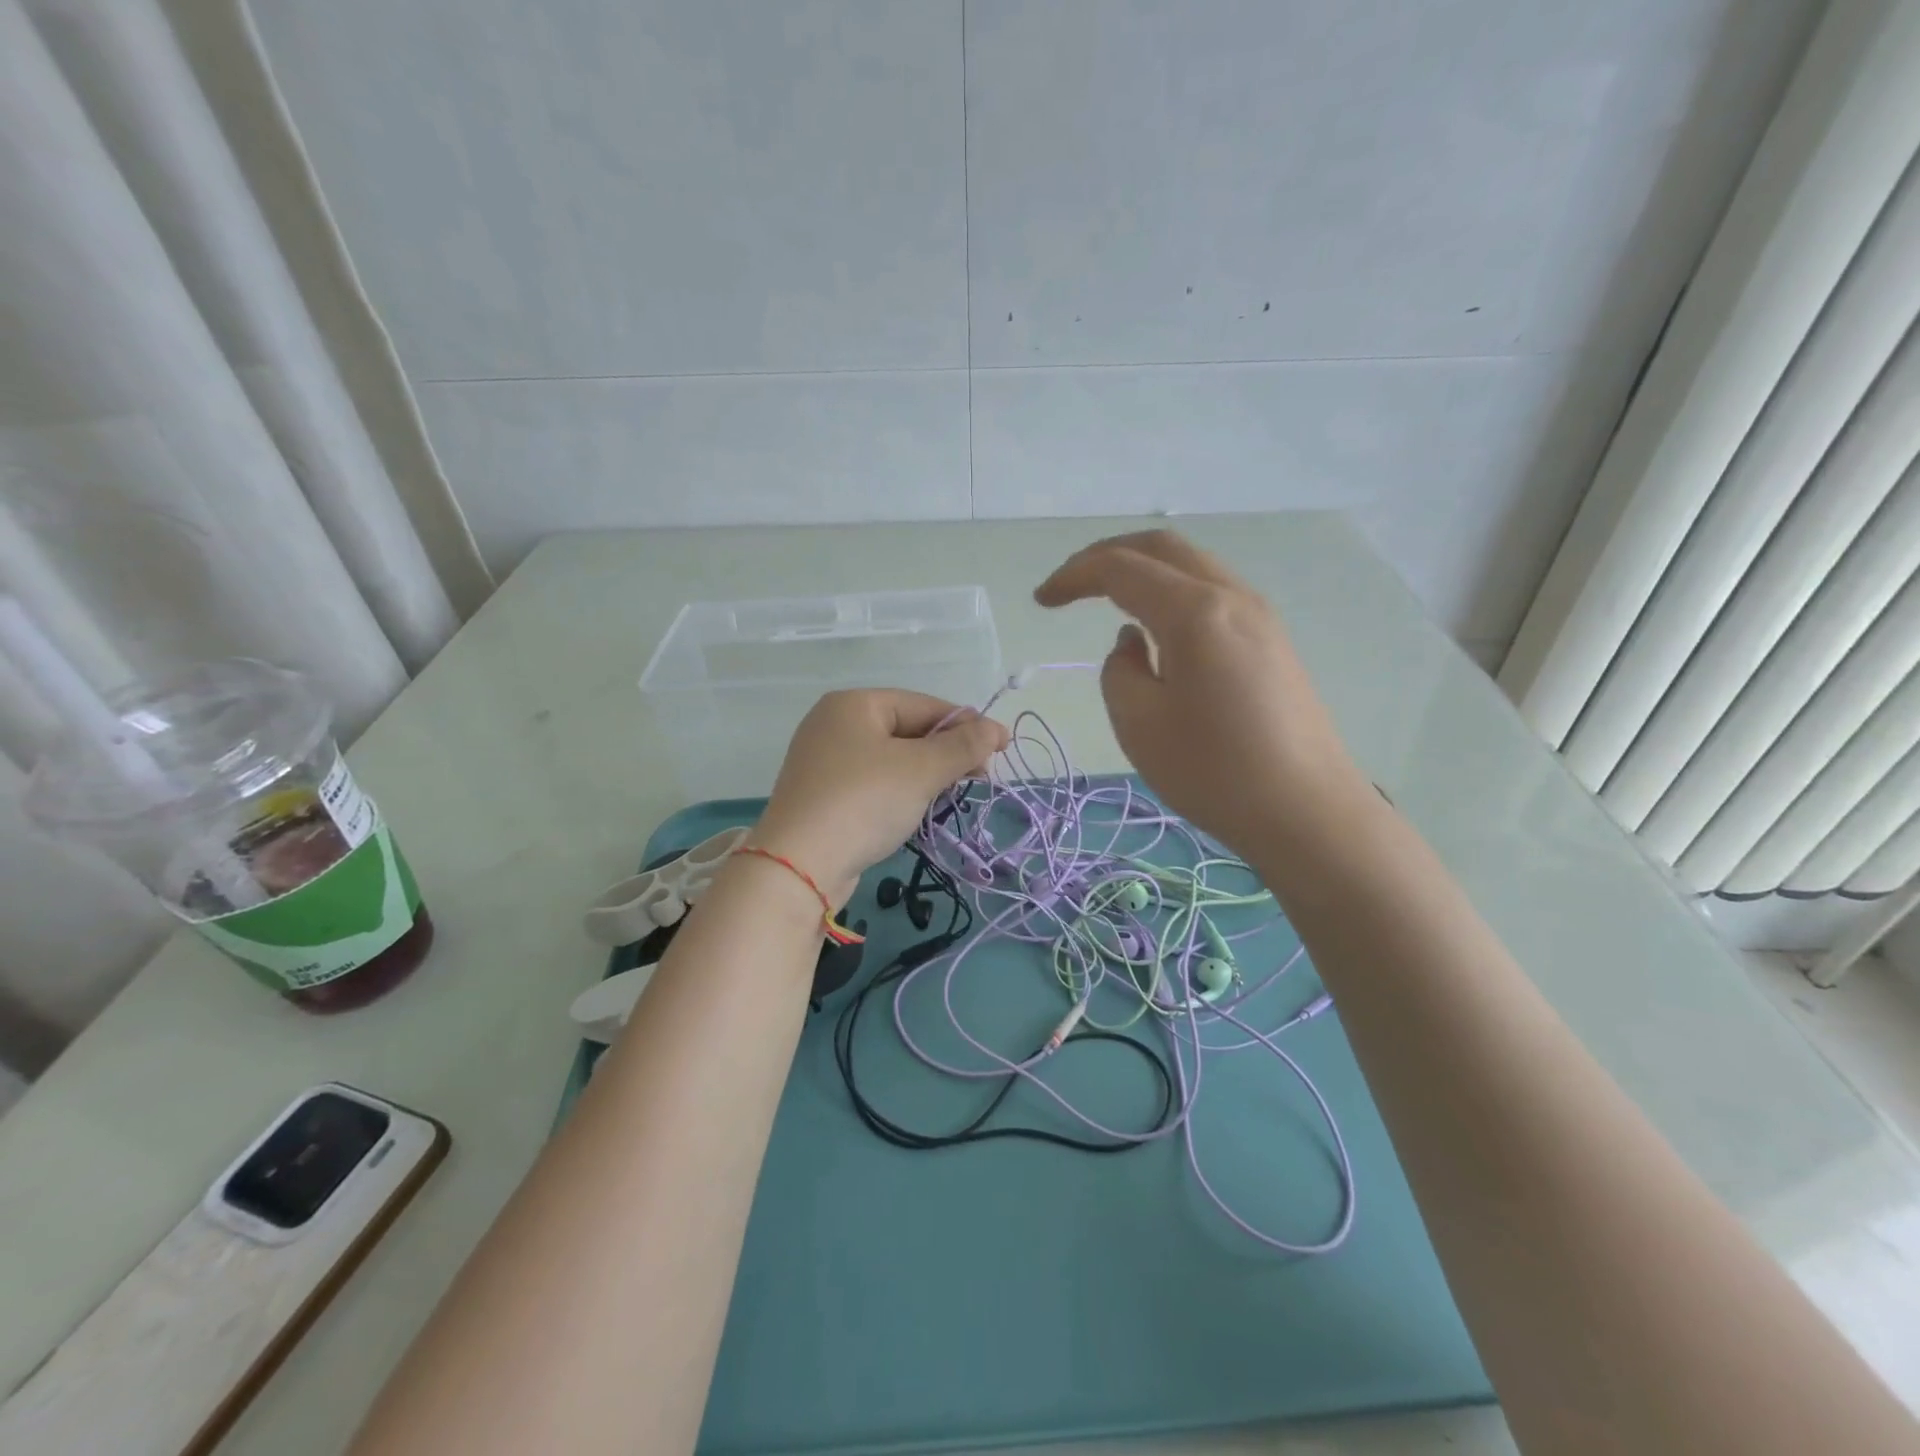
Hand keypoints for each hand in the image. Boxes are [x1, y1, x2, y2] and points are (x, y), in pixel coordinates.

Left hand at [749, 690, 1008, 904]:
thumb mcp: (921, 770)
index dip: (966, 725)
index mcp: (854, 704)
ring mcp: (824, 761)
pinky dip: (900, 792)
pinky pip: (873, 783)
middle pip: (907, 730)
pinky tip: (918, 809)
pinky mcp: (823, 796)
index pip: (924, 704)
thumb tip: (995, 729)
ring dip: (926, 774)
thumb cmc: (864, 802)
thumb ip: (962, 746)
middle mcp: (834, 724)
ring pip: (892, 759)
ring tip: (952, 794)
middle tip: (980, 778)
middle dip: (946, 752)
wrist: (799, 866)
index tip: (1001, 748)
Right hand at [1034, 530, 1368, 857]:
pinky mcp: (1273, 641)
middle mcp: (1232, 596)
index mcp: (1194, 611)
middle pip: (1162, 548)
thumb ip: (1119, 670)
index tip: (1042, 600)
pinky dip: (1173, 594)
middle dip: (1108, 556)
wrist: (1308, 812)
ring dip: (1144, 573)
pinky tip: (1159, 631)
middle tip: (1071, 585)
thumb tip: (1134, 643)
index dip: (1074, 575)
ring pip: (1192, 566)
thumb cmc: (1214, 771)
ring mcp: (1260, 616)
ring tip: (1109, 602)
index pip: (1121, 568)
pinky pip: (1214, 594)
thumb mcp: (1139, 724)